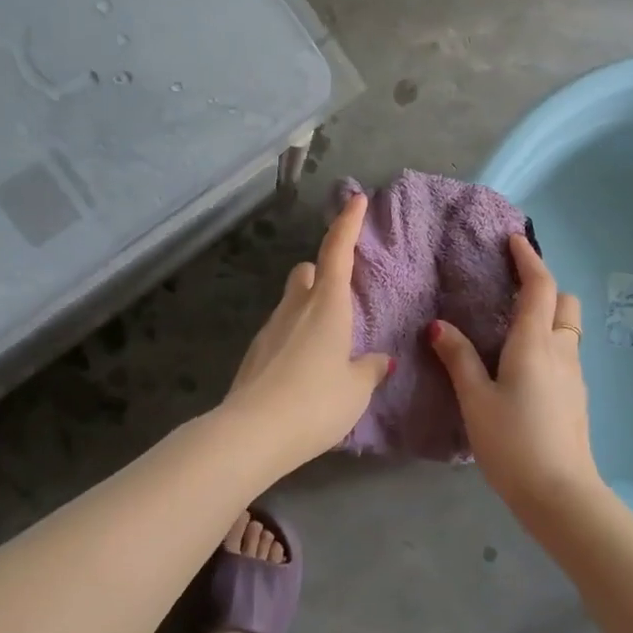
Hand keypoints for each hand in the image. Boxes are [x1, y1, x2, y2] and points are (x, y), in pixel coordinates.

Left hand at [222, 193, 392, 468]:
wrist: (252, 433)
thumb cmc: (315, 403)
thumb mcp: (356, 390)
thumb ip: (369, 370)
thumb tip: (380, 359)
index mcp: (327, 306)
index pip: (337, 252)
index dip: (348, 224)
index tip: (355, 199)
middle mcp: (295, 308)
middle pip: (306, 273)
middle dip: (321, 274)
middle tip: (340, 297)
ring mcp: (269, 329)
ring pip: (290, 303)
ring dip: (307, 310)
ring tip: (328, 347)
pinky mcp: (254, 354)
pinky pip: (280, 332)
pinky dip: (294, 338)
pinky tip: (304, 371)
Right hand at [428, 234, 602, 511]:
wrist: (560, 494)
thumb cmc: (513, 442)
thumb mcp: (475, 399)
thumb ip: (458, 358)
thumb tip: (439, 325)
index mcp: (535, 344)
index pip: (540, 287)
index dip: (528, 260)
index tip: (513, 241)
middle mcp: (562, 352)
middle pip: (565, 303)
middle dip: (545, 288)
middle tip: (512, 291)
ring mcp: (575, 376)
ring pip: (568, 330)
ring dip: (548, 317)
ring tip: (512, 329)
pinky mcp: (577, 398)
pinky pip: (566, 354)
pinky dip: (549, 344)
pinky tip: (524, 368)